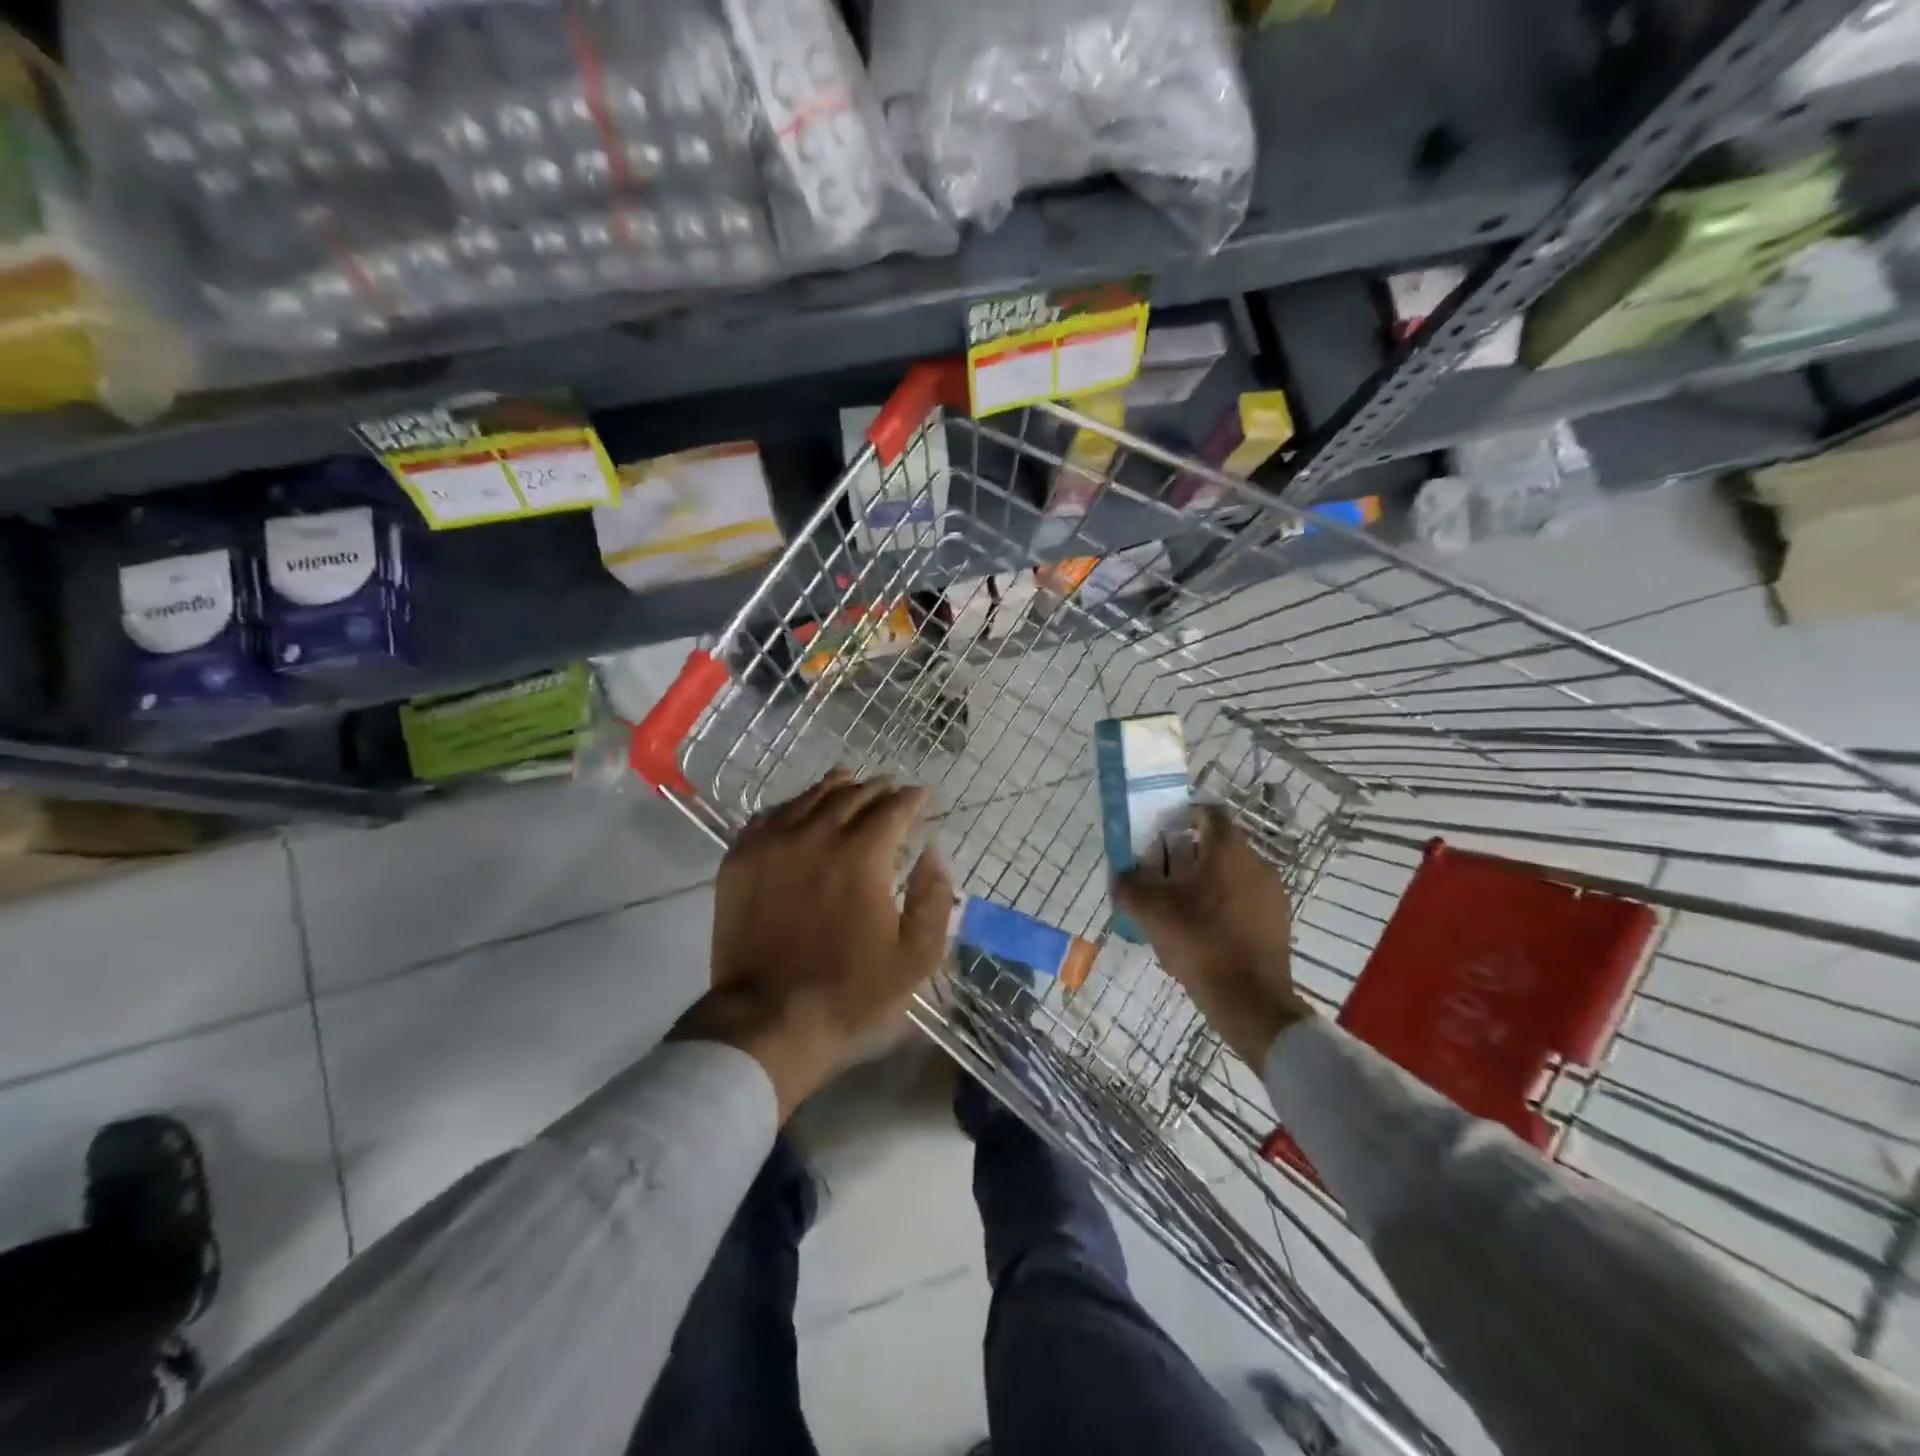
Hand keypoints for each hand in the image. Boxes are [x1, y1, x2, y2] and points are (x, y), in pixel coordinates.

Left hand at [673, 768, 953, 1117]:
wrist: (768, 1018)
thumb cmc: (850, 991)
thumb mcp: (916, 956)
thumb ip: (934, 898)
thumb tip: (933, 852)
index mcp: (862, 855)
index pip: (893, 808)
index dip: (912, 798)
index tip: (922, 796)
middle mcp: (816, 835)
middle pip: (852, 795)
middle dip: (878, 789)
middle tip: (890, 791)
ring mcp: (772, 843)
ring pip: (810, 798)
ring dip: (836, 788)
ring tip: (849, 783)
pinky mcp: (740, 859)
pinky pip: (770, 815)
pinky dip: (793, 807)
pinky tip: (799, 812)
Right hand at [1114, 802, 1313, 1067]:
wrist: (1250, 1000)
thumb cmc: (1199, 943)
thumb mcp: (1151, 912)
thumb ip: (1129, 886)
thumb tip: (1119, 874)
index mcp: (1228, 849)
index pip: (1209, 812)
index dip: (1184, 816)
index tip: (1163, 834)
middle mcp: (1257, 862)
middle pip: (1220, 844)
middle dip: (1191, 853)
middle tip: (1164, 874)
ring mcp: (1273, 892)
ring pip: (1234, 872)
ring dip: (1209, 880)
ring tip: (1182, 905)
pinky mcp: (1279, 920)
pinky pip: (1247, 898)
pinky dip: (1226, 903)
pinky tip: (1206, 929)